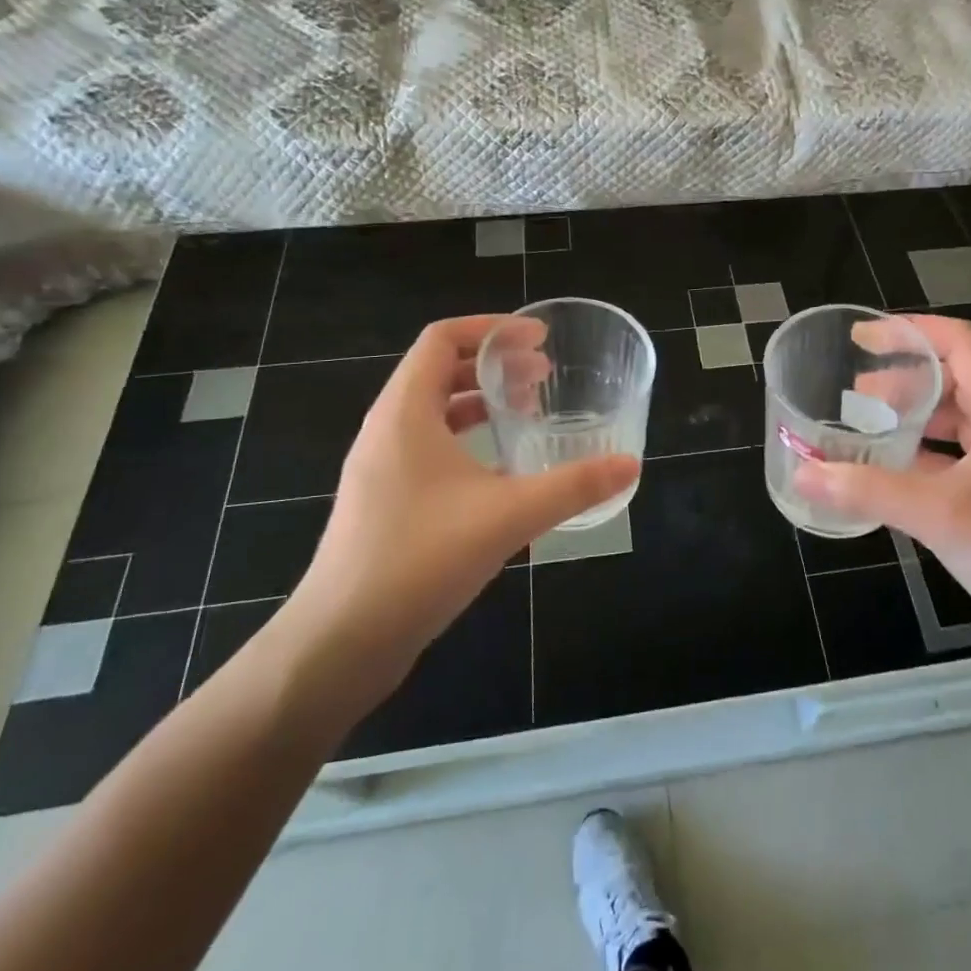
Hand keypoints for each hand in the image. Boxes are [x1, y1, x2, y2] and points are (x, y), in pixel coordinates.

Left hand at [273, 316, 638, 716]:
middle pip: (439, 370)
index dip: (492, 329)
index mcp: (405, 412)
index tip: (539, 339)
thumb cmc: (420, 560)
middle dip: (494, 364)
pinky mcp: (384, 501)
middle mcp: (387, 430)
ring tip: (527, 412)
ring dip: (480, 402)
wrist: (341, 642)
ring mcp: (381, 468)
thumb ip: (573, 486)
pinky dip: (466, 439)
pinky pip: (428, 447)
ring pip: (433, 411)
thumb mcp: (508, 516)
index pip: (442, 339)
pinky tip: (501, 470)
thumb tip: (629, 465)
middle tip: (544, 375)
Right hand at [792, 314, 970, 667]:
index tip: (860, 336)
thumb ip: (868, 489)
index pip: (959, 342)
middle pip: (953, 377)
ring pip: (952, 420)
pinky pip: (951, 457)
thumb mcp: (941, 514)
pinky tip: (884, 470)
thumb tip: (802, 472)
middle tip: (851, 390)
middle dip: (902, 377)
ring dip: (909, 416)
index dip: (910, 331)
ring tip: (862, 423)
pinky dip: (917, 454)